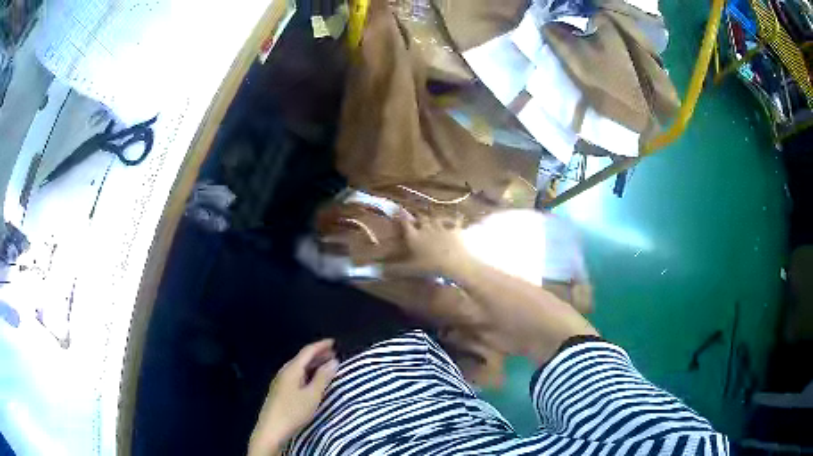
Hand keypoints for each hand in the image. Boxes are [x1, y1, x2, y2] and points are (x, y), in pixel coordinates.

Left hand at [248, 340, 339, 455]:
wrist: (272, 429)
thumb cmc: (293, 411)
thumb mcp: (312, 395)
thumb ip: (323, 377)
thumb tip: (333, 362)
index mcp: (292, 369)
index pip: (307, 351)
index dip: (321, 345)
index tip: (334, 342)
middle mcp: (284, 372)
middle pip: (302, 358)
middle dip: (318, 355)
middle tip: (334, 354)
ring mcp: (280, 381)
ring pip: (299, 367)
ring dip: (313, 364)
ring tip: (327, 366)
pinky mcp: (280, 391)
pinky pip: (296, 375)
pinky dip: (307, 373)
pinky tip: (313, 380)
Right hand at [390, 212, 470, 276]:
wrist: (454, 263)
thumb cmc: (429, 266)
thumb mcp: (410, 269)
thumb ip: (394, 269)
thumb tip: (379, 270)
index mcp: (414, 236)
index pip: (404, 222)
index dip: (400, 215)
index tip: (398, 209)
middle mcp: (426, 227)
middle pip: (420, 217)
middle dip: (417, 216)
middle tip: (416, 216)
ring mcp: (441, 227)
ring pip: (435, 217)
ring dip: (432, 217)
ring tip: (431, 217)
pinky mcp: (454, 230)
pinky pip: (455, 221)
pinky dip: (455, 219)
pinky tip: (458, 216)